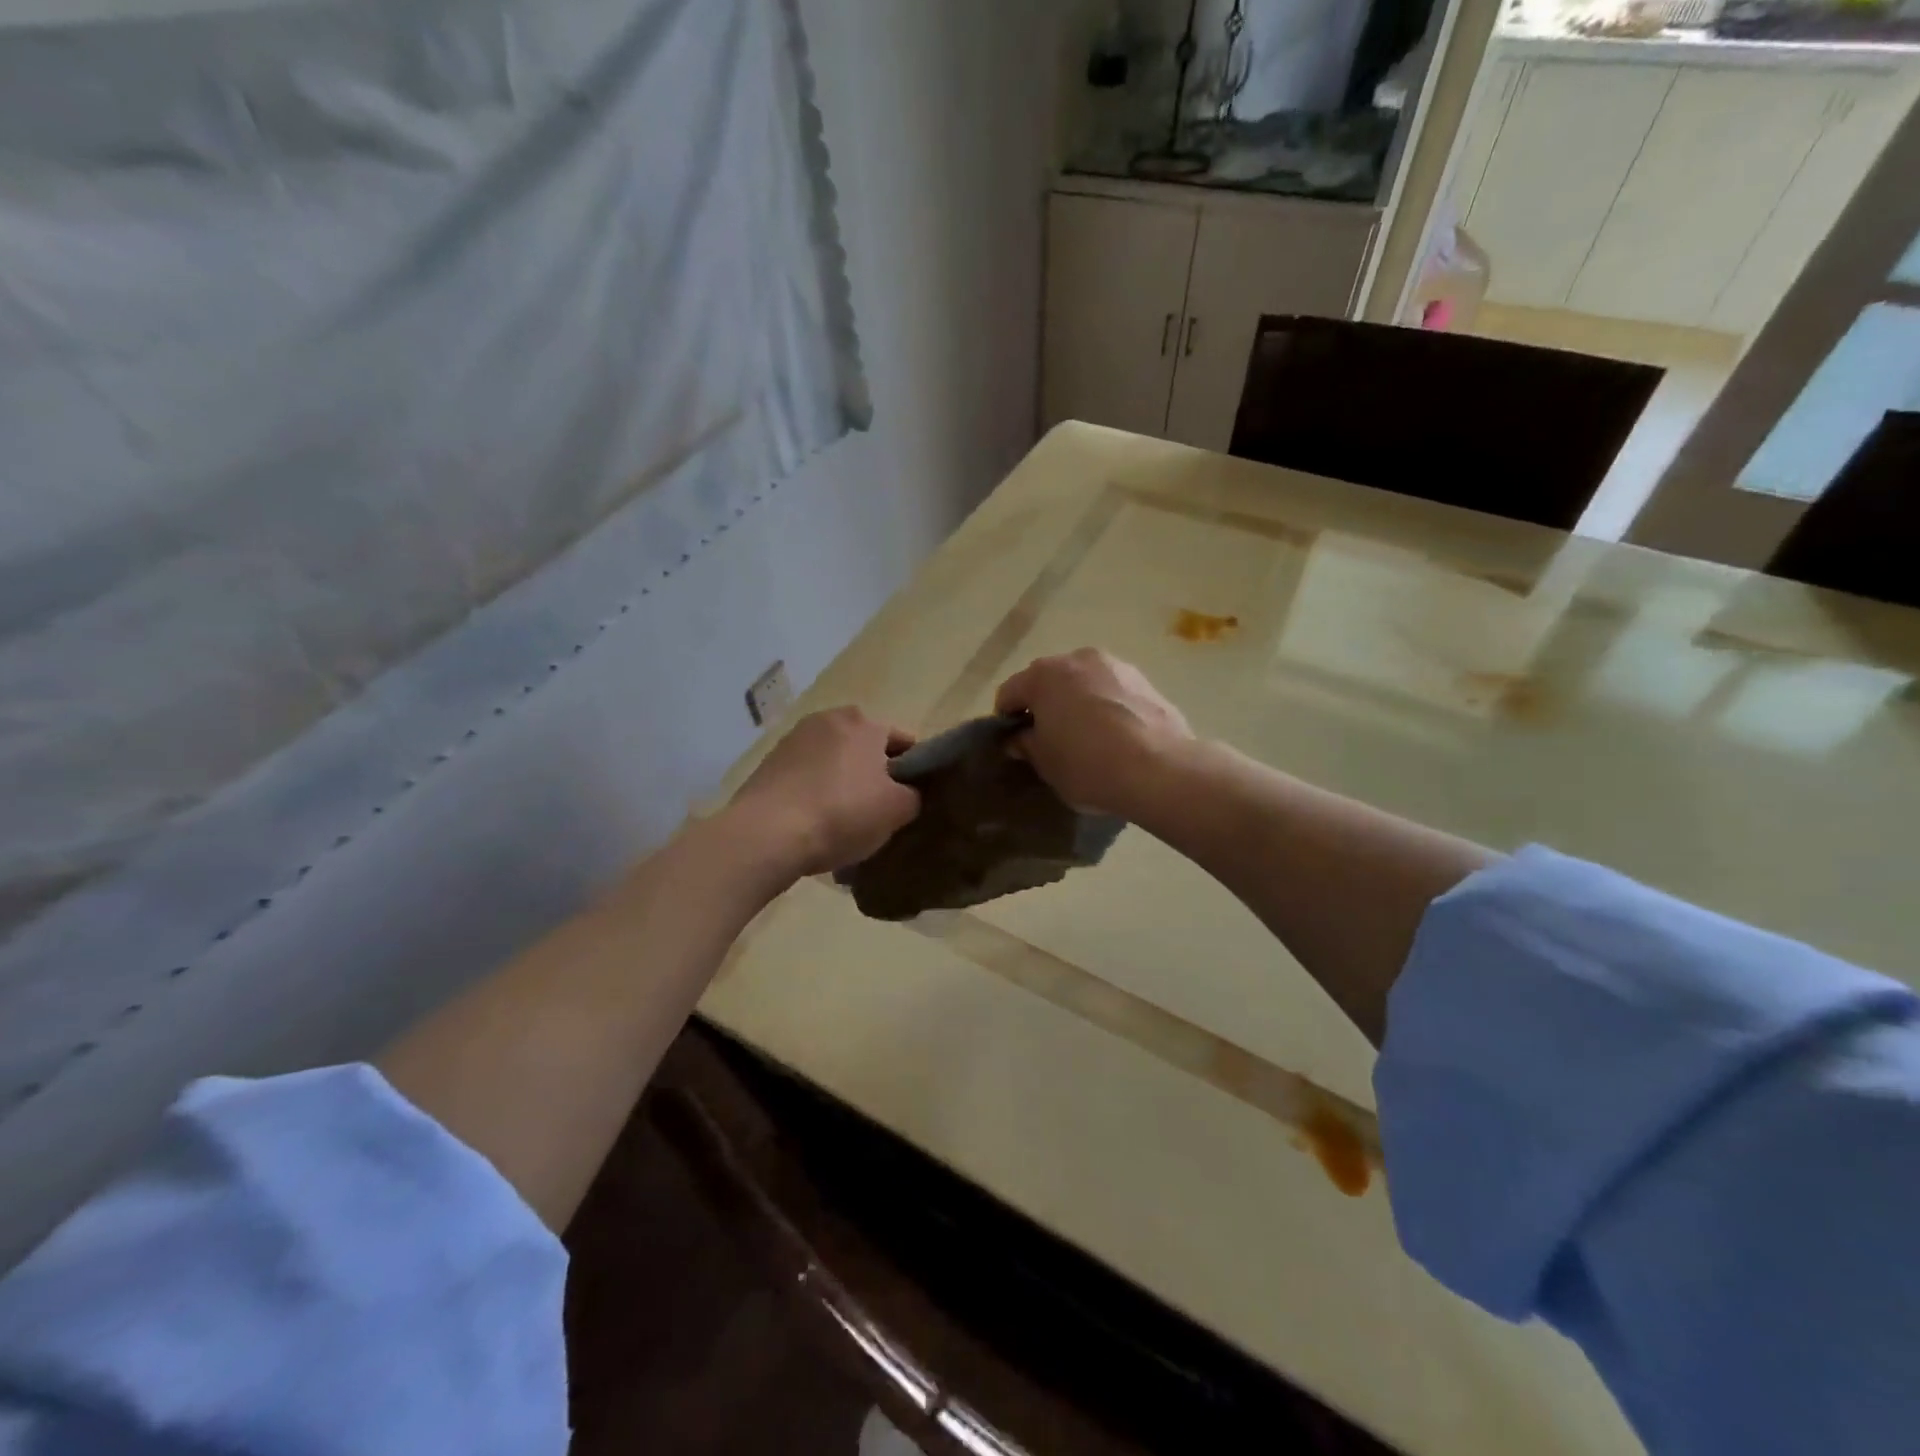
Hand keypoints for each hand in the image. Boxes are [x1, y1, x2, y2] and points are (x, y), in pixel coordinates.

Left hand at [729, 708, 920, 878]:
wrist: (766, 833)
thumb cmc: (842, 813)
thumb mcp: (897, 810)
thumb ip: (913, 795)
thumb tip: (907, 793)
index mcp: (864, 722)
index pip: (902, 741)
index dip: (912, 770)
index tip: (910, 798)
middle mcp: (828, 719)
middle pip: (864, 748)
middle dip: (873, 774)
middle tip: (877, 811)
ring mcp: (793, 739)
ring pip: (832, 761)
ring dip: (841, 782)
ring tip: (842, 821)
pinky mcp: (768, 763)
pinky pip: (804, 776)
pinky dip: (813, 792)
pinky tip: (813, 822)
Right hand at [995, 650, 1193, 818]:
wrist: (1160, 769)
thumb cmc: (1088, 765)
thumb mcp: (1045, 764)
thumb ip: (1026, 745)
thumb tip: (1019, 738)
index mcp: (1043, 675)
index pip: (1010, 693)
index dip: (1006, 719)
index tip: (1014, 744)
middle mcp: (1078, 659)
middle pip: (1049, 681)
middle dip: (1045, 706)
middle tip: (1049, 740)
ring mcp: (1116, 666)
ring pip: (1084, 683)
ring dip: (1078, 703)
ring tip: (1087, 738)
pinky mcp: (1146, 681)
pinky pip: (1113, 692)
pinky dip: (1107, 707)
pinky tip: (1116, 737)